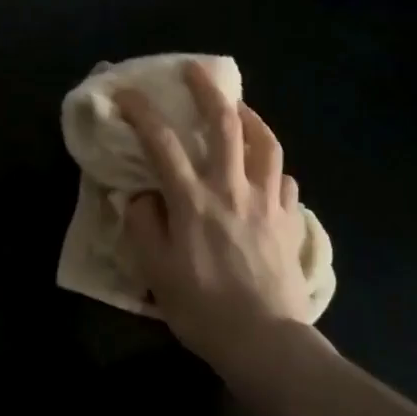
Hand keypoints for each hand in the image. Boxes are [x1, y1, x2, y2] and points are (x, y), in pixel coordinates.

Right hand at [119, 63, 311, 372]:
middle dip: (207, 90)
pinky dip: (274, 170)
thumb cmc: (203, 309)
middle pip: (224, 125)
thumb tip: (143, 195)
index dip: (141, 112)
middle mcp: (232, 189)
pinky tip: (267, 173)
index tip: (126, 93)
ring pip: (265, 144)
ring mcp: (267, 203)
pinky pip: (286, 183)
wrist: (266, 344)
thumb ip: (145, 225)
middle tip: (195, 71)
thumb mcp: (156, 271)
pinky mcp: (290, 222)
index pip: (162, 142)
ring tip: (239, 110)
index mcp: (194, 200)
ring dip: (251, 118)